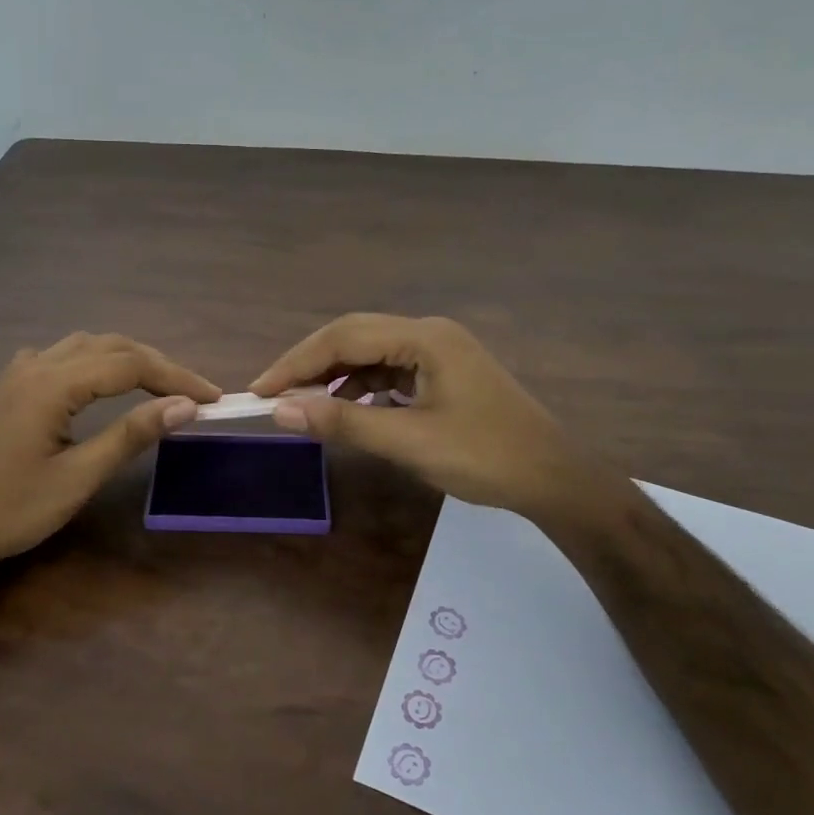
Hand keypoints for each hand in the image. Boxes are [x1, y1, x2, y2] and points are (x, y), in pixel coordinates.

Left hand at [0, 333, 219, 577]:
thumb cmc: (11, 510)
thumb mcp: (78, 478)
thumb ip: (130, 435)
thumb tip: (184, 406)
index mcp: (52, 385)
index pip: (130, 365)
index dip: (176, 376)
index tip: (212, 398)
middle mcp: (37, 365)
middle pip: (111, 346)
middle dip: (158, 365)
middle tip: (194, 393)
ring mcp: (20, 373)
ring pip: (87, 346)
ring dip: (128, 359)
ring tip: (160, 386)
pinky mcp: (12, 387)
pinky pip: (63, 357)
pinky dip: (96, 362)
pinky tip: (101, 382)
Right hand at [250, 314, 581, 516]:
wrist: (554, 480)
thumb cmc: (485, 457)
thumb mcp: (408, 441)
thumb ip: (343, 421)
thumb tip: (281, 410)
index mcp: (425, 337)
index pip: (344, 337)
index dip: (296, 362)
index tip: (260, 390)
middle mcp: (429, 334)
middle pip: (354, 337)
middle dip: (310, 365)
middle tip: (272, 395)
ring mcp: (438, 353)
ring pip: (370, 354)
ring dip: (334, 377)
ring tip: (302, 405)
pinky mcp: (442, 374)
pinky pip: (388, 371)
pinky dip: (360, 388)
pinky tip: (345, 409)